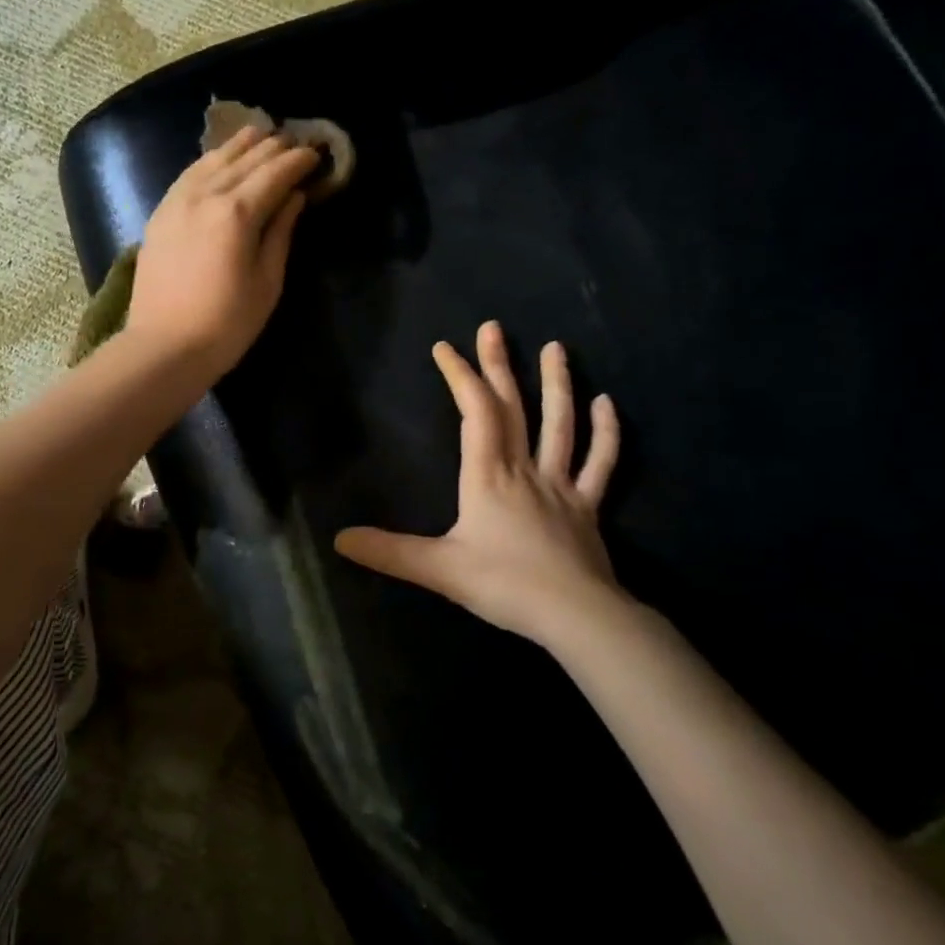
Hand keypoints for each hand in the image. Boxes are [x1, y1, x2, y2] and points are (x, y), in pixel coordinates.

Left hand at [125, 125, 317, 378]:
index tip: (315, 153)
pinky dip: (207, 161)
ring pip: (212, 160)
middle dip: (272, 147)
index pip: (274, 174)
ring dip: (238, 145)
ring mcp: (177, 202)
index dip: (297, 161)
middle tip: (293, 140)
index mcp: (237, 213)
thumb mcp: (267, 282)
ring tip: (258, 133)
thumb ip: (280, 233)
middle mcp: (205, 196)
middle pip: (244, 160)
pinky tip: (217, 159)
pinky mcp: (159, 215)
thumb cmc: (226, 324)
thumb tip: (294, 198)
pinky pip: (187, 175)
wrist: (164, 347)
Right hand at [334, 321, 627, 650]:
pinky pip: (600, 463)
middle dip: (499, 366)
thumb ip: (389, 552)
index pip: (475, 413)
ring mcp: (561, 485)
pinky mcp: (587, 507)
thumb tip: (338, 540)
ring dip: (557, 384)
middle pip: (512, 408)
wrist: (577, 616)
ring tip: (556, 346)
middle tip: (492, 328)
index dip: (460, 377)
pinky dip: (605, 432)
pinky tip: (606, 403)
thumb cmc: (505, 585)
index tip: (444, 347)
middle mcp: (524, 469)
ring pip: (560, 425)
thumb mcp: (439, 569)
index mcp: (488, 476)